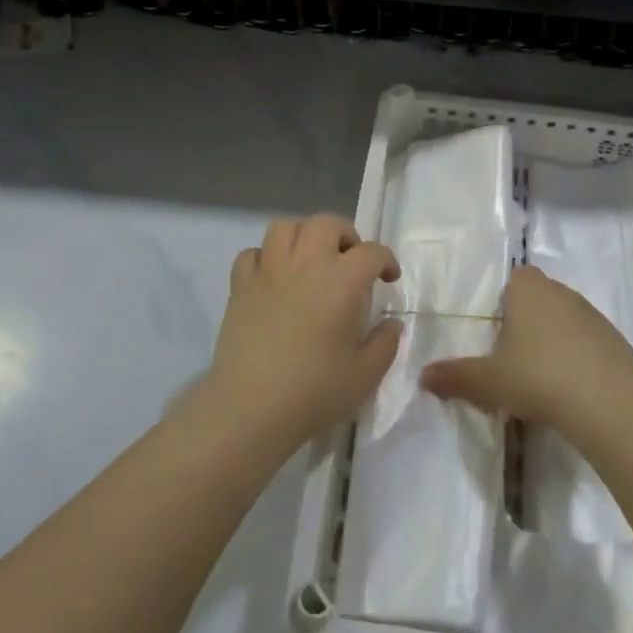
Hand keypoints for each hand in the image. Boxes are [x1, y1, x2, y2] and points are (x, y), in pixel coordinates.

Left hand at [207, 214, 402, 446]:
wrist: (251, 408)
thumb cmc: (314, 391)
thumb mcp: (366, 374)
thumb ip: (386, 343)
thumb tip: (392, 323)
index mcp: (341, 280)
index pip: (372, 252)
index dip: (386, 261)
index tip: (389, 279)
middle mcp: (305, 264)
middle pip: (326, 223)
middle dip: (345, 235)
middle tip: (351, 261)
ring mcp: (268, 272)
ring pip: (285, 227)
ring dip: (303, 236)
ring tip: (311, 260)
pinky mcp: (240, 287)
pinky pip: (252, 254)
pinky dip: (266, 258)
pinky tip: (274, 279)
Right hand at [421, 265, 632, 429]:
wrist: (608, 401)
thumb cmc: (538, 377)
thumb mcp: (488, 382)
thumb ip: (455, 376)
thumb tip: (422, 376)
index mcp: (529, 290)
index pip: (516, 277)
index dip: (507, 299)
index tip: (498, 330)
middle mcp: (562, 292)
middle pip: (540, 297)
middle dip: (528, 321)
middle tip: (513, 357)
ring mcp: (593, 315)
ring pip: (566, 319)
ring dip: (555, 339)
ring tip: (542, 377)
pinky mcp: (616, 340)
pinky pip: (588, 342)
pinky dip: (579, 357)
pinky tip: (571, 388)